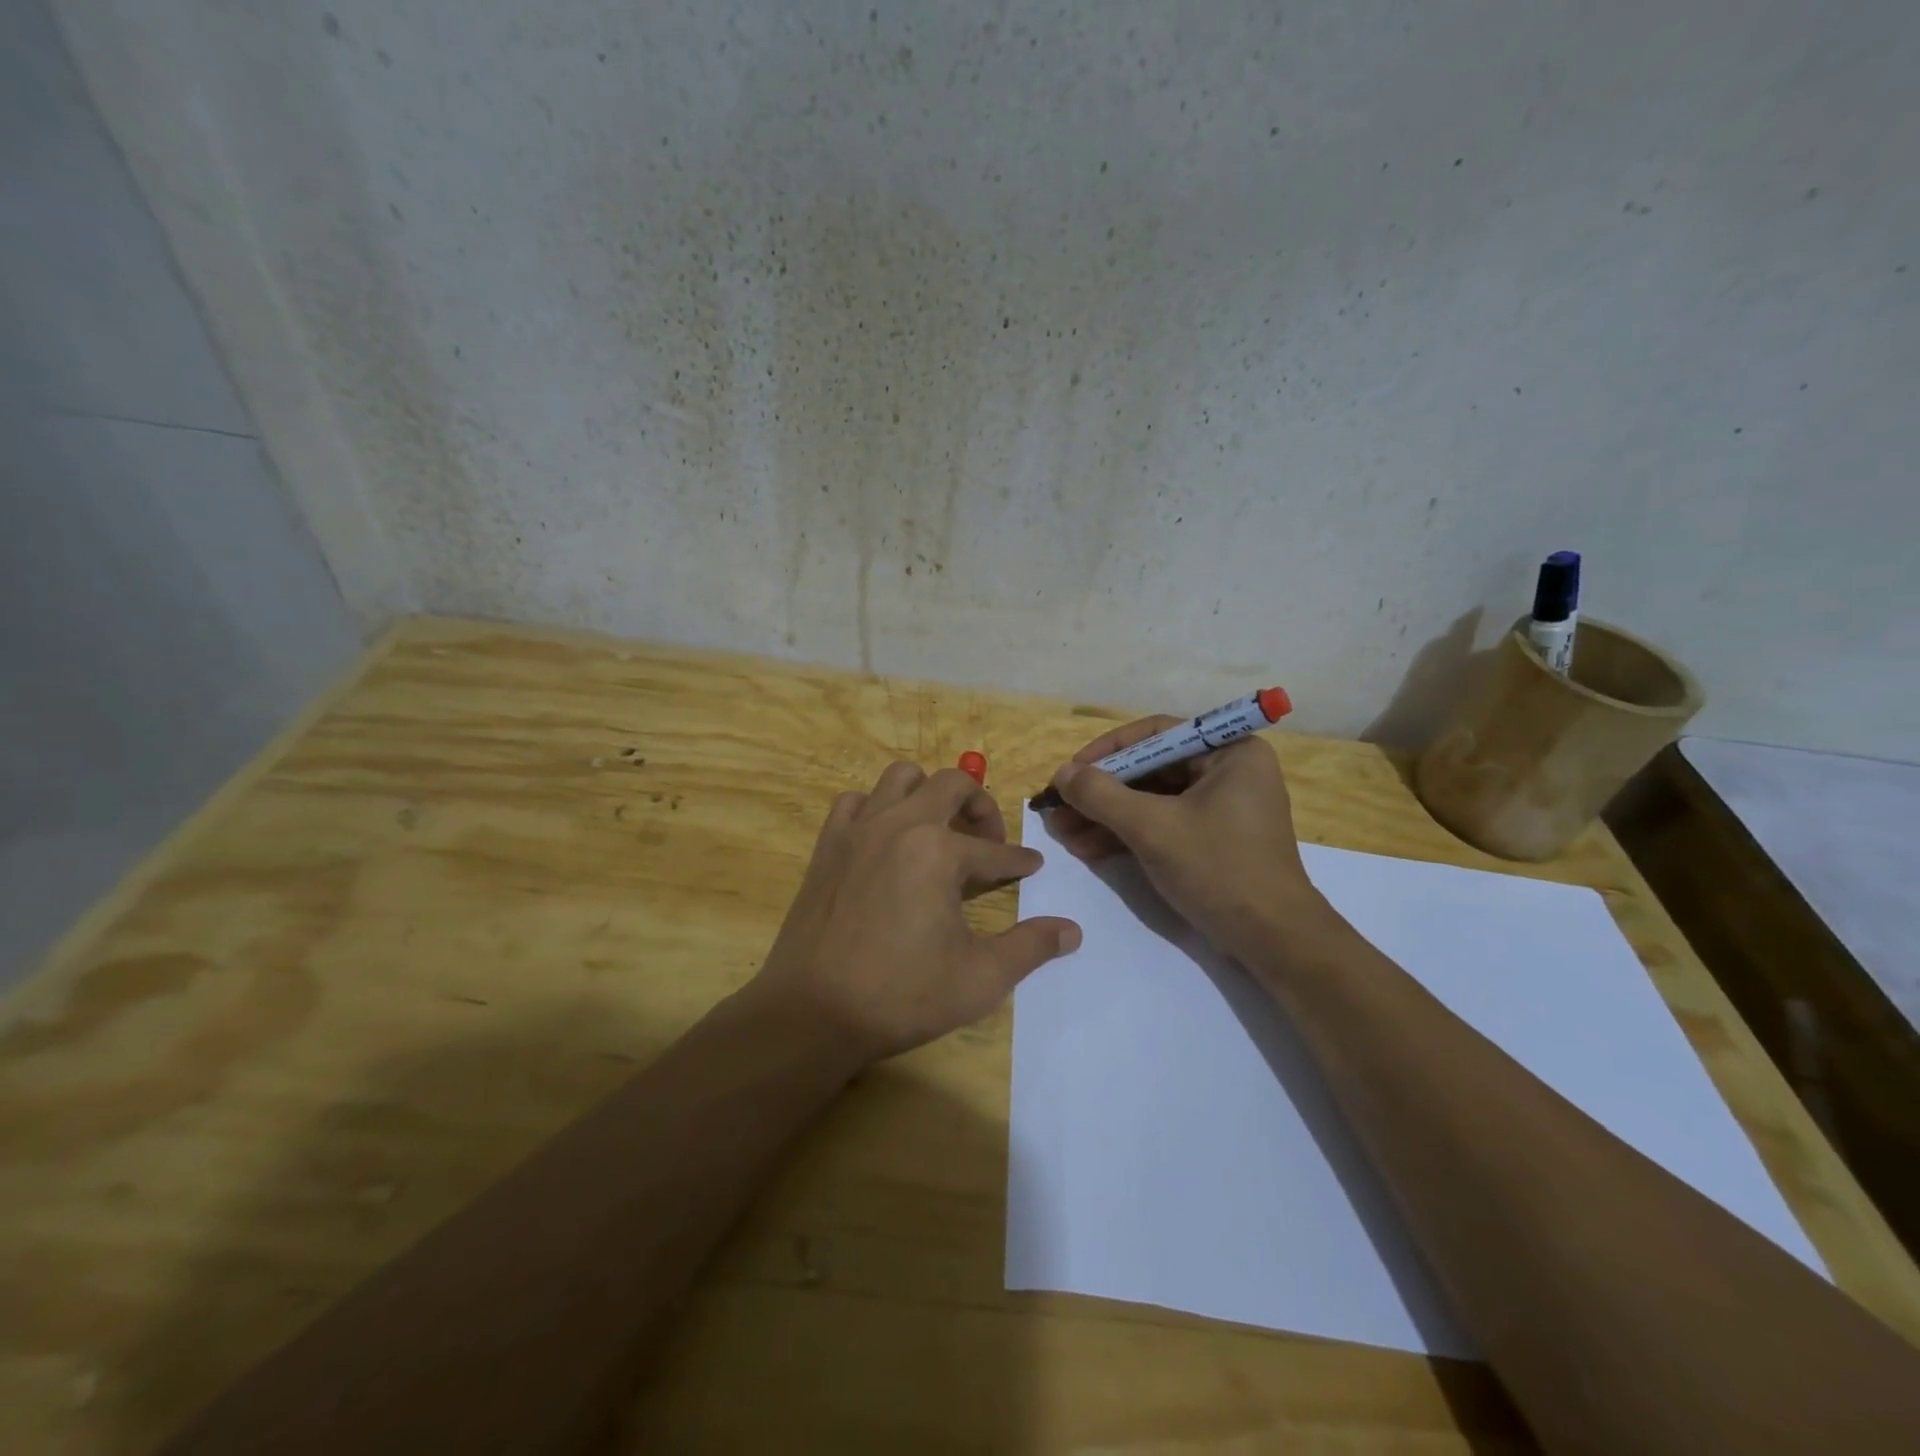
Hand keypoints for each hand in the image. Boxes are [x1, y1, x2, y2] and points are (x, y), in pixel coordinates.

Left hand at [746, 762, 1081, 1063]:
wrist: (812, 1012)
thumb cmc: (901, 995)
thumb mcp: (980, 978)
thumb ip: (1030, 947)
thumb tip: (1072, 931)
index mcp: (939, 852)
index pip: (995, 850)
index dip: (1019, 860)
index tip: (1031, 866)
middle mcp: (900, 824)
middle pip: (951, 784)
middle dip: (980, 805)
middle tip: (989, 839)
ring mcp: (858, 830)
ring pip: (899, 778)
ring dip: (927, 793)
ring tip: (939, 828)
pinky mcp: (827, 845)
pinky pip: (854, 802)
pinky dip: (875, 808)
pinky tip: (885, 839)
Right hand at [1043, 718, 1323, 960]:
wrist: (1273, 941)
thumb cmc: (1218, 869)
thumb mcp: (1152, 828)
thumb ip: (1102, 795)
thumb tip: (1061, 773)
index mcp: (1230, 752)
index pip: (1155, 735)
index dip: (1106, 751)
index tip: (1070, 772)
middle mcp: (1228, 771)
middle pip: (1150, 769)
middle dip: (1101, 792)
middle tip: (1059, 808)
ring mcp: (1221, 806)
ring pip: (1151, 799)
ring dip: (1106, 816)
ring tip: (1063, 833)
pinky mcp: (1212, 838)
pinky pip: (1162, 823)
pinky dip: (1126, 834)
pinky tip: (1088, 848)